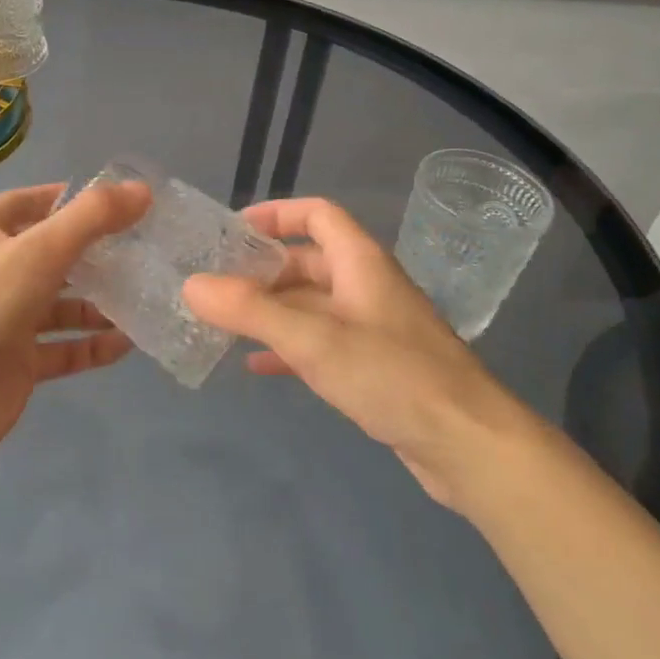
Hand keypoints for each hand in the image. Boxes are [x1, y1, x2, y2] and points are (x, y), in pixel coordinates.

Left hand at [0, 181, 149, 465]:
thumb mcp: (39, 250)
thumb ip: (93, 218)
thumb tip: (143, 190)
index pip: (33, 202)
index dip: (72, 198)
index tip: (120, 201)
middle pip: (54, 253)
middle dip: (96, 251)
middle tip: (144, 249)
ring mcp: (7, 319)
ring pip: (62, 303)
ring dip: (100, 301)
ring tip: (145, 295)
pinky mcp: (19, 362)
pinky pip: (64, 348)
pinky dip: (93, 344)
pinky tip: (129, 342)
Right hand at [183, 198, 525, 506]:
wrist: (467, 444)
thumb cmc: (392, 375)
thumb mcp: (313, 339)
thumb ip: (250, 311)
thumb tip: (192, 285)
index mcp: (361, 262)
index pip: (317, 214)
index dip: (276, 214)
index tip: (232, 230)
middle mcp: (367, 285)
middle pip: (308, 261)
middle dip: (262, 271)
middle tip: (215, 286)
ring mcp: (373, 327)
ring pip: (312, 305)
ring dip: (271, 311)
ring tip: (224, 324)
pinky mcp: (375, 366)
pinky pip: (322, 343)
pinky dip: (289, 346)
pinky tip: (258, 365)